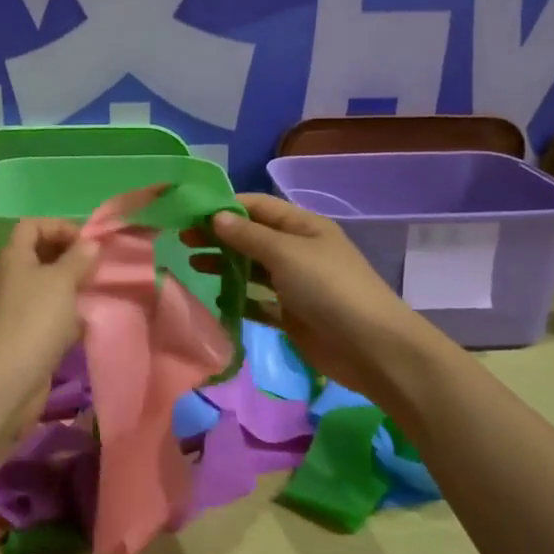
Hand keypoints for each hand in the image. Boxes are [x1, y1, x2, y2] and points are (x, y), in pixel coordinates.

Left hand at [0, 218, 98, 396]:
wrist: (7, 381)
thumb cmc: (35, 321)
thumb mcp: (62, 282)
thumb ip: (79, 258)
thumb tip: (90, 243)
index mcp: (13, 256)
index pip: (33, 225)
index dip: (61, 227)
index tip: (88, 243)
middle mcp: (10, 277)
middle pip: (40, 253)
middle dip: (69, 257)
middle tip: (96, 268)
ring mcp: (14, 307)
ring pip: (46, 286)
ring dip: (70, 287)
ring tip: (95, 292)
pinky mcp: (22, 334)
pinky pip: (47, 313)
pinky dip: (65, 314)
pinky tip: (84, 323)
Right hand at [186, 193, 442, 400]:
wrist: (371, 347)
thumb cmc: (329, 288)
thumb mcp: (286, 253)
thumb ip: (248, 236)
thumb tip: (216, 217)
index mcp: (303, 226)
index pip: (258, 206)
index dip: (224, 206)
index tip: (189, 211)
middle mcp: (297, 250)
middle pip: (251, 236)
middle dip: (219, 235)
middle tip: (182, 239)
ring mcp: (294, 283)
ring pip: (251, 268)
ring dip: (224, 264)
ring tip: (192, 263)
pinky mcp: (290, 314)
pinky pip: (257, 300)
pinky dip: (237, 297)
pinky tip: (213, 297)